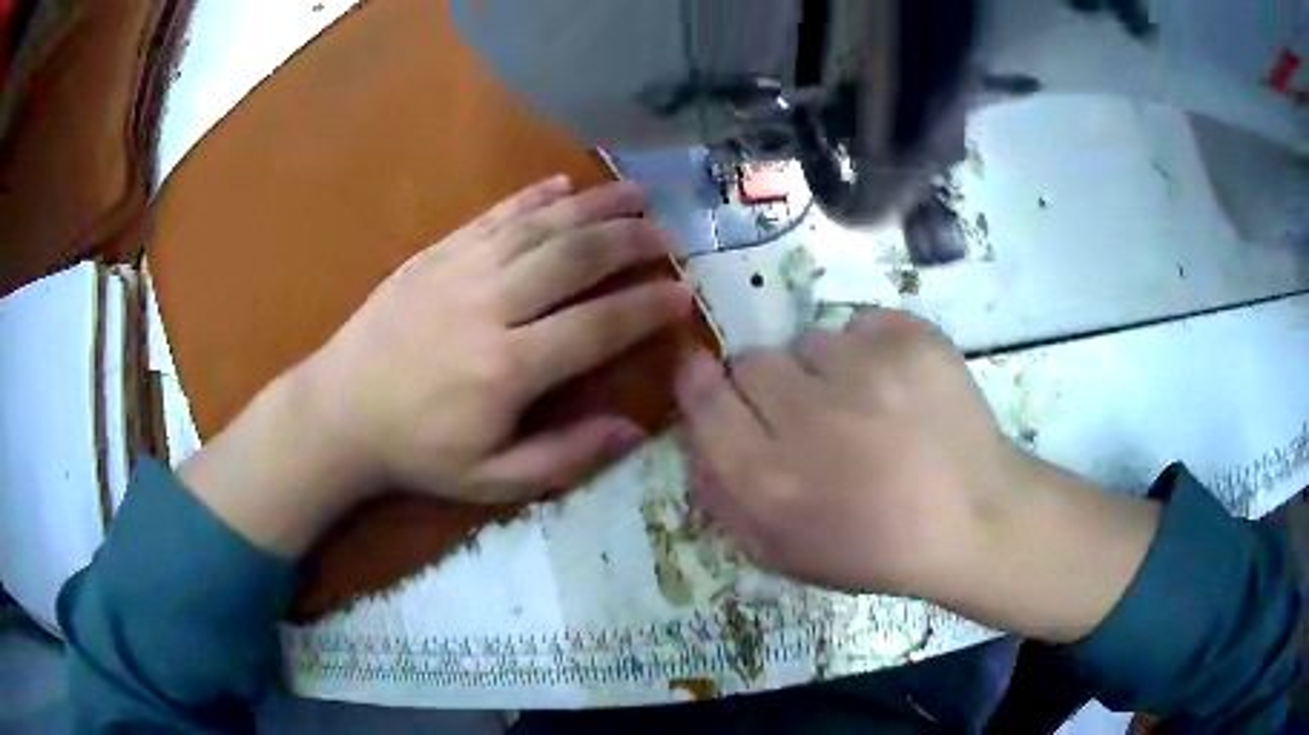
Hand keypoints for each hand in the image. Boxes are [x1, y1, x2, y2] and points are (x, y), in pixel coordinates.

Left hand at [181, 178, 693, 555]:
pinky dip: (531, 198)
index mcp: (508, 368)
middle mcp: (489, 307)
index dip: (645, 308)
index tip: (683, 295)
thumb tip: (633, 430)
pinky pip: (491, 217)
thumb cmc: (418, 452)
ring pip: (538, 227)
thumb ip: (565, 456)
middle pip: (572, 260)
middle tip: (668, 234)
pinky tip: (562, 185)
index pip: (596, 327)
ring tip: (635, 194)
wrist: (338, 413)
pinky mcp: (434, 255)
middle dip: (628, 242)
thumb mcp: (492, 479)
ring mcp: (459, 272)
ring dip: (592, 206)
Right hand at [676, 308, 1160, 641]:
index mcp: (770, 479)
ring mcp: (866, 370)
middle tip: (810, 414)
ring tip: (866, 407)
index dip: (702, 383)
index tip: (710, 378)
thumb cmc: (874, 548)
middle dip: (770, 385)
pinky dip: (871, 351)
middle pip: (753, 361)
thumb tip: (696, 436)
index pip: (704, 398)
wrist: (972, 518)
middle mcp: (810, 417)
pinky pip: (860, 324)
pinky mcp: (910, 339)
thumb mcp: (782, 552)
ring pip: (810, 341)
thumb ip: (723, 497)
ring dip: (824, 370)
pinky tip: (898, 390)